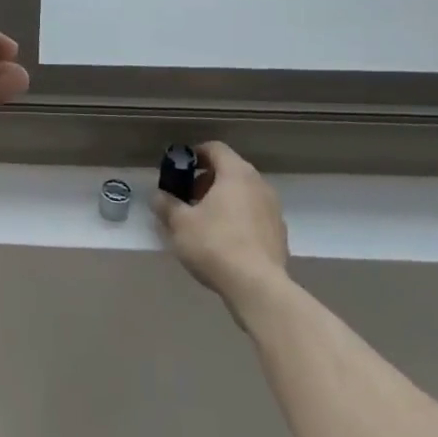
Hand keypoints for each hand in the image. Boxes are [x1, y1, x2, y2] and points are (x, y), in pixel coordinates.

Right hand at [152, 141, 289, 313]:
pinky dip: (238, 219)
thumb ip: (166, 204)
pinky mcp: (279, 234)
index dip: (194, 154)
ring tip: (203, 222)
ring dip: (222, 200)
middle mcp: (259, 185)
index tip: (179, 169)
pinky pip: (254, 215)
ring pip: (243, 194)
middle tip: (187, 198)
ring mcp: (273, 210)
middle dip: (206, 180)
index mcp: (236, 174)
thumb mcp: (179, 223)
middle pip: (230, 171)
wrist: (258, 288)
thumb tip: (158, 196)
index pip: (215, 148)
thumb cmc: (215, 244)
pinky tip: (223, 241)